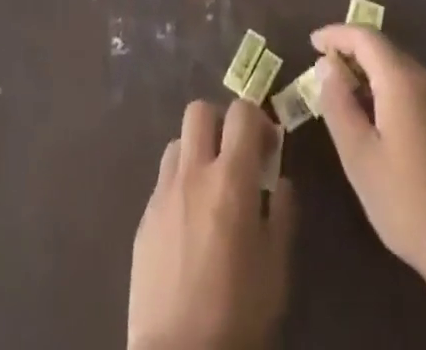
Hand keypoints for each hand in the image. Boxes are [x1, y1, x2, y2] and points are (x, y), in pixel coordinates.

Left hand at [128, 99, 294, 349]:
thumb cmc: (237, 315)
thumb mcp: (276, 268)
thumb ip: (282, 214)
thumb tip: (281, 182)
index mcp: (231, 178)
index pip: (241, 112)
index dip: (257, 118)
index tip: (267, 145)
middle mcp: (193, 172)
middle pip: (199, 110)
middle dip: (219, 123)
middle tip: (234, 155)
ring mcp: (163, 193)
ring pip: (177, 142)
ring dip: (196, 152)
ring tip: (209, 188)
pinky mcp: (143, 218)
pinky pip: (163, 182)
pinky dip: (179, 187)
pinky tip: (188, 224)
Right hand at [309, 24, 425, 298]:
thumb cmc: (411, 205)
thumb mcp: (360, 158)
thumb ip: (338, 105)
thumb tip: (326, 65)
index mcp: (403, 80)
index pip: (364, 36)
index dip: (335, 34)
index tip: (311, 43)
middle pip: (383, 50)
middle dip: (351, 55)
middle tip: (322, 76)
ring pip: (399, 70)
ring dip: (369, 75)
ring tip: (344, 101)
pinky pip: (413, 89)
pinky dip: (388, 91)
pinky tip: (377, 123)